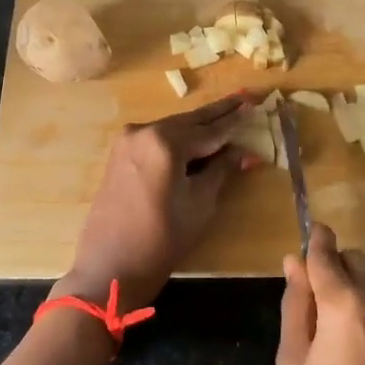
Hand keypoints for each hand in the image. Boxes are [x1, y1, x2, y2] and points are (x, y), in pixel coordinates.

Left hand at [57, 94, 257, 311]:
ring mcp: (128, 141)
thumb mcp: (200, 204)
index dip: (234, 119)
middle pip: (190, 121)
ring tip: (227, 113)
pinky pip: (157, 138)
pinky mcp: (121, 153)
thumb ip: (221, 170)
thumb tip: (244, 152)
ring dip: (199, 125)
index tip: (254, 103)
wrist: (110, 267)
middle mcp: (144, 131)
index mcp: (165, 142)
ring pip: (173, 127)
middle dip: (218, 113)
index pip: (209, 129)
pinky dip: (179, 137)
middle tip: (244, 97)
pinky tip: (197, 135)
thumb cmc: (161, 240)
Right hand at [276, 224, 364, 364]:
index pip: (327, 253)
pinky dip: (361, 310)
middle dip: (329, 269)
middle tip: (305, 308)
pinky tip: (346, 352)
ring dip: (346, 290)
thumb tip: (294, 262)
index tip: (300, 235)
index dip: (312, 241)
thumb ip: (295, 305)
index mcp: (347, 305)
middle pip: (353, 261)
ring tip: (323, 337)